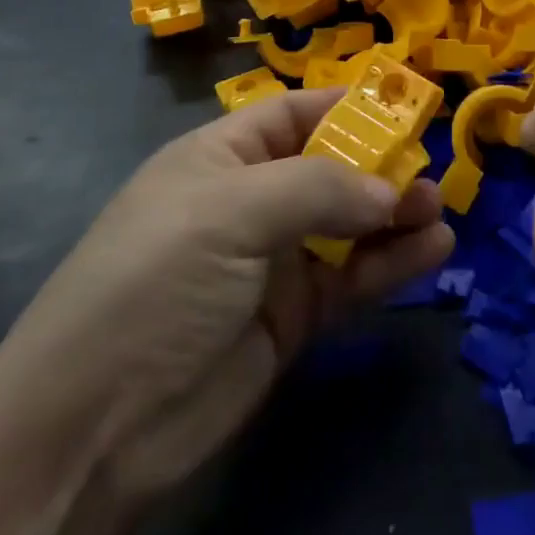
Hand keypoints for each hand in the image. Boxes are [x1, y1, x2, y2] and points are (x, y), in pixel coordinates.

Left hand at [0, 89, 454, 500]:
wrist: (95, 426)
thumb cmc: (158, 279)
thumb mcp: (232, 211)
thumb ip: (319, 189)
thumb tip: (389, 189)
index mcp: (222, 158)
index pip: (293, 115)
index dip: (346, 108)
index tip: (405, 109)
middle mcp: (250, 202)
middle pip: (329, 169)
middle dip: (380, 167)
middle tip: (429, 174)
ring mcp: (271, 262)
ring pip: (347, 226)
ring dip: (394, 216)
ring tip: (439, 212)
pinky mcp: (291, 319)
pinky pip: (350, 279)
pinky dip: (390, 265)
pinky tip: (432, 252)